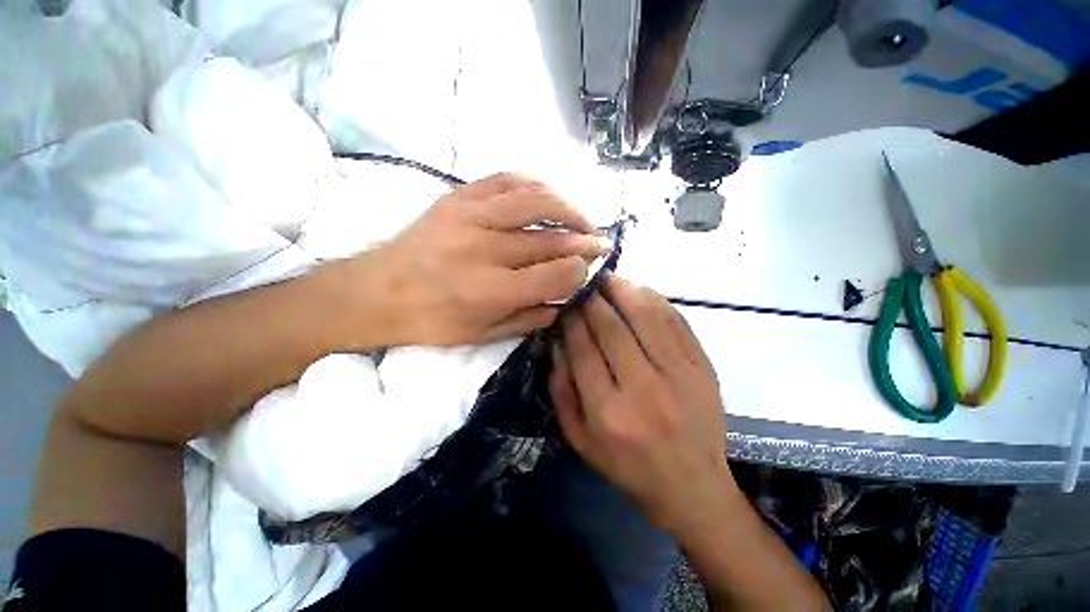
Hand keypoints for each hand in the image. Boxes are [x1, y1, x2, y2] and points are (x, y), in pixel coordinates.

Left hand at [326, 174, 609, 345]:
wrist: (376, 291)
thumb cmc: (430, 321)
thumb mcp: (482, 335)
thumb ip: (529, 319)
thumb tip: (565, 300)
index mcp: (491, 291)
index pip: (556, 275)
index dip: (581, 272)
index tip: (589, 271)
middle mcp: (485, 249)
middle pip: (551, 239)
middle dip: (584, 241)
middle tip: (602, 242)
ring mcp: (470, 215)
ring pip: (536, 200)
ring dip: (569, 207)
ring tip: (582, 219)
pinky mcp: (457, 196)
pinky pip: (507, 179)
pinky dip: (536, 185)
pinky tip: (549, 197)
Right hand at [550, 274, 736, 533]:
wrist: (692, 486)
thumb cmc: (628, 467)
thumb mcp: (579, 439)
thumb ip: (561, 390)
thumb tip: (556, 342)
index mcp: (608, 412)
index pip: (583, 348)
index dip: (572, 318)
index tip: (565, 301)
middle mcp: (643, 389)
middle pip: (612, 327)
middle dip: (593, 298)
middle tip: (583, 281)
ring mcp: (679, 375)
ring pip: (646, 316)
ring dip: (623, 290)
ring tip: (608, 277)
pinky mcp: (703, 368)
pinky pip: (675, 322)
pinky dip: (655, 300)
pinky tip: (639, 290)